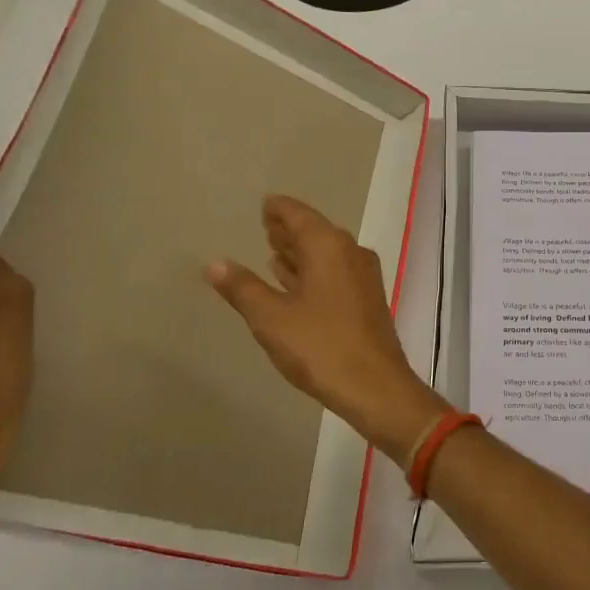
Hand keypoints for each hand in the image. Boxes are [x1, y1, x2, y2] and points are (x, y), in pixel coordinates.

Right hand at [207, 195, 450, 459]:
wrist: (375, 385)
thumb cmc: (320, 346)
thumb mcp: (271, 317)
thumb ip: (242, 288)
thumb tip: (214, 263)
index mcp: (329, 246)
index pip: (299, 215)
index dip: (279, 209)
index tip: (265, 204)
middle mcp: (350, 252)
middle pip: (315, 231)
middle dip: (289, 229)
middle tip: (265, 225)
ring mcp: (363, 276)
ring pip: (327, 253)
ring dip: (301, 252)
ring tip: (275, 251)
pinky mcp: (366, 299)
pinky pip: (335, 272)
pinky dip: (314, 271)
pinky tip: (296, 282)